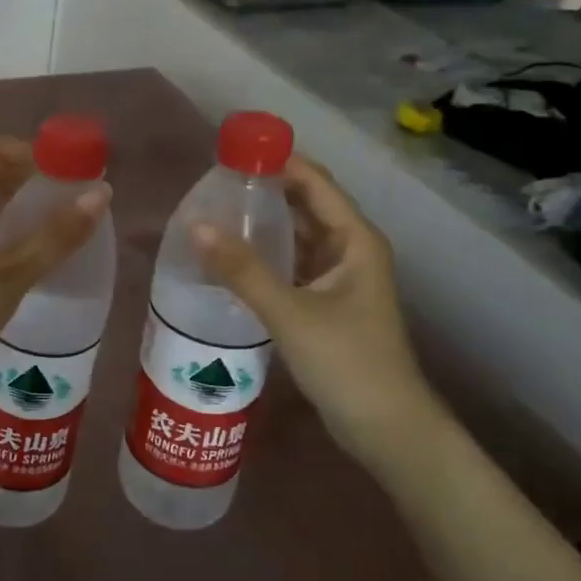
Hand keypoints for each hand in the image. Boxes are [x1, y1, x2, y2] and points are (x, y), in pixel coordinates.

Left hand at [0, 137, 109, 436]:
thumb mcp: (10, 274)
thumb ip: (57, 235)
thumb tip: (102, 194)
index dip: (41, 155)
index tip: (79, 172)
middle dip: (38, 182)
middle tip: (81, 198)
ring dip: (25, 207)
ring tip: (68, 221)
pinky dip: (9, 229)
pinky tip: (37, 247)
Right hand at [191, 155, 449, 474]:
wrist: (385, 428)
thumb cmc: (347, 362)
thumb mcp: (290, 313)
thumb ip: (242, 270)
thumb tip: (195, 226)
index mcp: (354, 240)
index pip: (313, 182)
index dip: (276, 161)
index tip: (230, 153)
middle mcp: (350, 250)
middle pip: (305, 204)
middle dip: (264, 190)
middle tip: (212, 184)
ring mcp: (338, 277)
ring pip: (297, 235)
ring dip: (263, 223)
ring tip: (214, 213)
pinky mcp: (325, 302)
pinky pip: (291, 263)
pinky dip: (265, 254)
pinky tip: (232, 257)